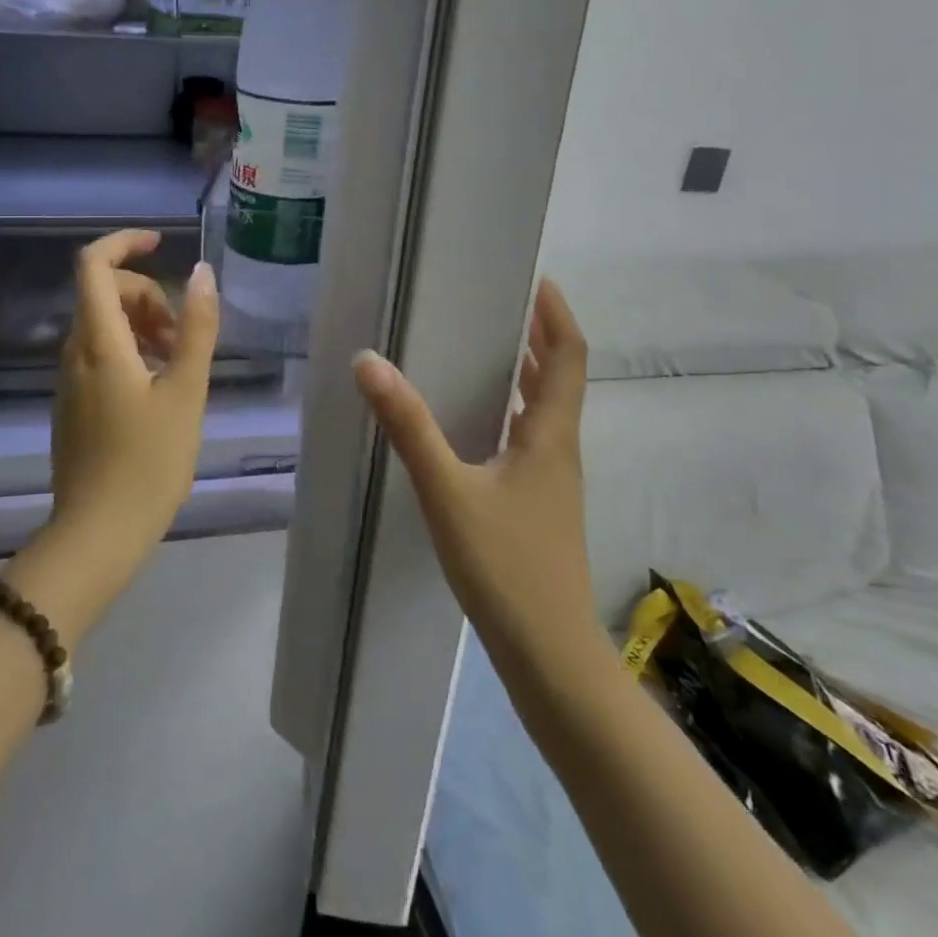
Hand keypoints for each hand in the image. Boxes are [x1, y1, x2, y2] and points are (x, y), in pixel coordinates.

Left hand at [6, 230, 218, 647]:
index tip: (160, 244)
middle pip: (104, 294)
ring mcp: (69, 380)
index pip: (94, 265)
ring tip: (177, 364)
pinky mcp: (72, 404)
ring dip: (141, 326)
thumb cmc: (148, 462)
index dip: (124, 243)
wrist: (97, 534)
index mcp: (98, 341)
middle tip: (181, 335)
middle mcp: (74, 352)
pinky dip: (130, 352)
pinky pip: (99, 355)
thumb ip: (195, 329)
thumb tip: (203, 273)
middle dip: (147, 296)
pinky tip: (158, 389)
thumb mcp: (185, 392)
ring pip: (103, 326)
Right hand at [353, 278, 612, 683]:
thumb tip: (369, 362)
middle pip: (561, 378)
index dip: (557, 314)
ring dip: (528, 373)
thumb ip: (409, 426)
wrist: (550, 657)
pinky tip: (480, 423)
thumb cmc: (505, 566)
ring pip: (548, 411)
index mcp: (551, 436)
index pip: (568, 356)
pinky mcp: (541, 506)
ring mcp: (555, 482)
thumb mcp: (447, 490)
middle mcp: (561, 451)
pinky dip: (515, 411)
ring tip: (489, 348)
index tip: (536, 280)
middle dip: (539, 336)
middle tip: (501, 304)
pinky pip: (533, 438)